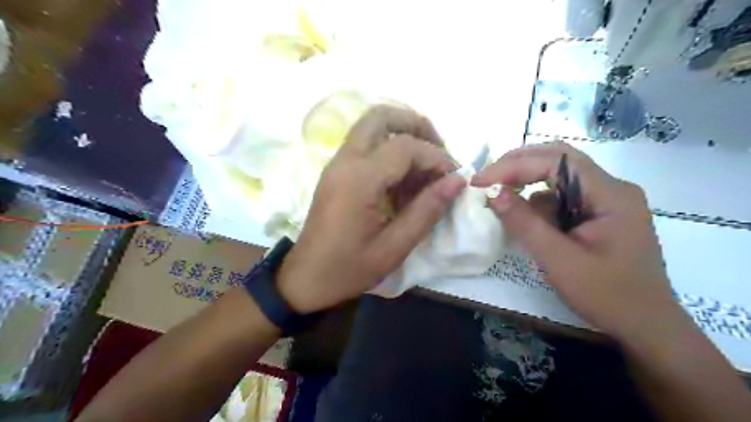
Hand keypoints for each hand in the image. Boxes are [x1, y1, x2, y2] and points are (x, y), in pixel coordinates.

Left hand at [277, 105, 463, 311]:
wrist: (306, 278)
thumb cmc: (349, 268)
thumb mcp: (394, 247)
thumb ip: (427, 210)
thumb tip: (457, 181)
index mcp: (359, 180)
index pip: (406, 147)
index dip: (436, 157)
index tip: (455, 177)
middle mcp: (345, 162)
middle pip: (381, 116)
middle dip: (416, 125)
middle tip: (438, 152)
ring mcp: (337, 164)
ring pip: (372, 126)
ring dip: (403, 135)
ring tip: (425, 167)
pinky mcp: (336, 172)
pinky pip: (365, 145)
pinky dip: (389, 149)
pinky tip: (404, 178)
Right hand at [474, 143, 681, 341]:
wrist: (646, 328)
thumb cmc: (607, 296)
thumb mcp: (559, 260)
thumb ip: (525, 223)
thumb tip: (493, 193)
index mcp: (610, 194)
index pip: (556, 161)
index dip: (514, 166)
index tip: (481, 181)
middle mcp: (611, 189)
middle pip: (559, 160)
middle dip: (518, 166)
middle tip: (486, 179)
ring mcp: (606, 201)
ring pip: (559, 178)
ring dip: (528, 185)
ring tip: (502, 203)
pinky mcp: (598, 215)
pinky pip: (562, 199)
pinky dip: (538, 205)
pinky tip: (527, 223)